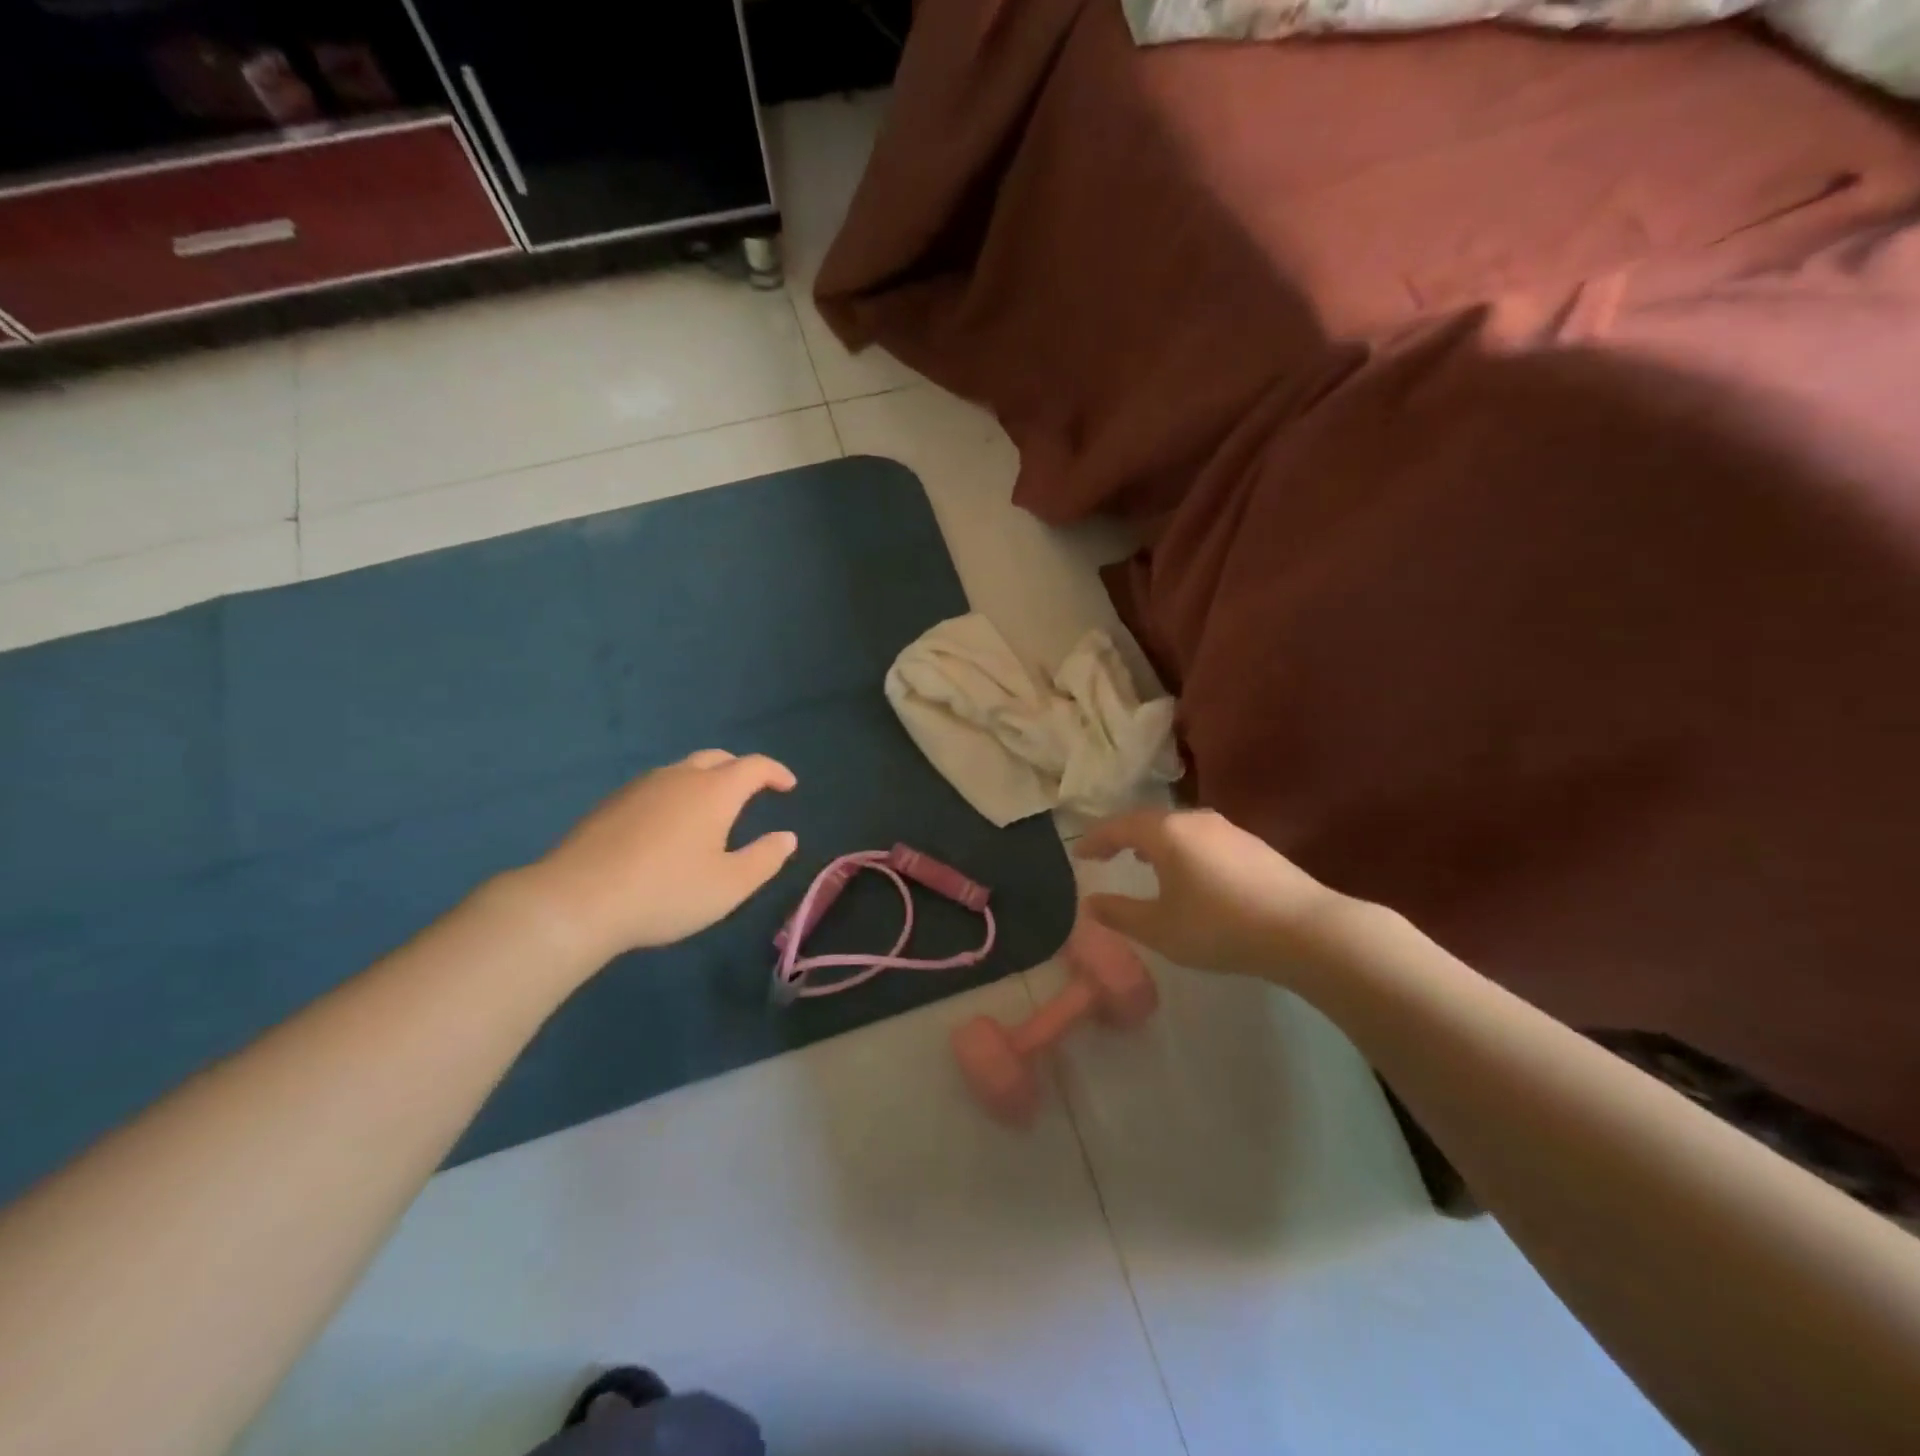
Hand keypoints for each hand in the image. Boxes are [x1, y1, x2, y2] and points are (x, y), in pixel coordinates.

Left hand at [515, 750, 798, 963]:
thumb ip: (764, 859)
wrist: (576, 900)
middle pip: (717, 758)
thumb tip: (787, 837)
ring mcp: (640, 787)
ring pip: (682, 770)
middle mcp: (679, 777)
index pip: (754, 766)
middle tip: (753, 790)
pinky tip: (668, 826)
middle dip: (741, 770)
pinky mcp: (611, 803)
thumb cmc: (666, 893)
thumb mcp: (729, 886)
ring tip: (711, 810)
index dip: (776, 772)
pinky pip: (656, 787)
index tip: (789, 786)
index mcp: (714, 791)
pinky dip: (675, 795)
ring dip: (706, 781)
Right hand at [1074, 808, 1346, 978]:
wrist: (1303, 929)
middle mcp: (1195, 820)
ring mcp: (1227, 829)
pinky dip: (1181, 849)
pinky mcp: (1252, 844)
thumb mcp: (1160, 928)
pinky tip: (1188, 873)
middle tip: (1106, 854)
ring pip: (1178, 828)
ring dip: (1155, 842)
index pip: (1118, 827)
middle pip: (1148, 821)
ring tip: (1143, 861)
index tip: (1078, 854)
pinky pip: (1201, 838)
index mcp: (1166, 832)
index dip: (1095, 840)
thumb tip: (1091, 903)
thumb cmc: (1219, 927)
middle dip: (1123, 837)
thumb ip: (1120, 914)